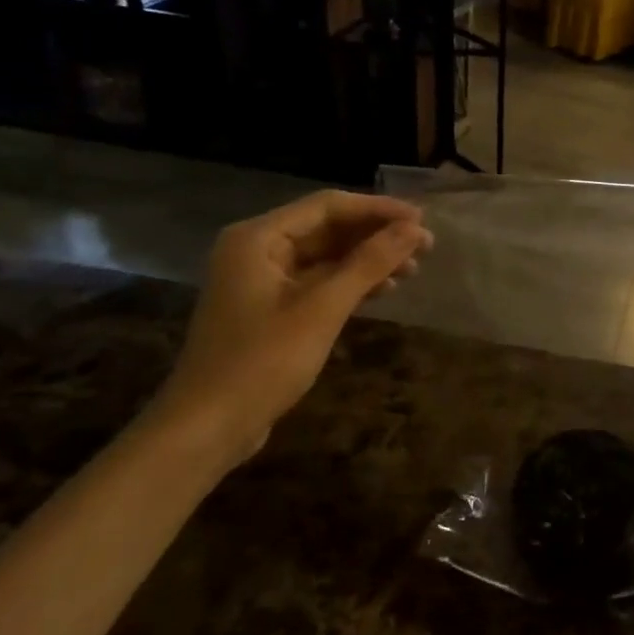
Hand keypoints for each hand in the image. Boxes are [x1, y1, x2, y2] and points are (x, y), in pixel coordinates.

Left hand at [147, 192, 431, 465]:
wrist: (207, 427)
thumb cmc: (262, 362)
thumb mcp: (323, 308)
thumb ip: (369, 263)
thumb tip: (414, 230)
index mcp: (258, 238)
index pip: (328, 206)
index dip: (378, 210)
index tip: (422, 221)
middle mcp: (257, 249)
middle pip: (327, 229)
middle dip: (377, 236)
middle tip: (426, 247)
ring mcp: (262, 280)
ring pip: (326, 257)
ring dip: (368, 260)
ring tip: (413, 270)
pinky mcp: (271, 308)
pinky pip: (318, 281)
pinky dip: (350, 283)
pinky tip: (383, 289)